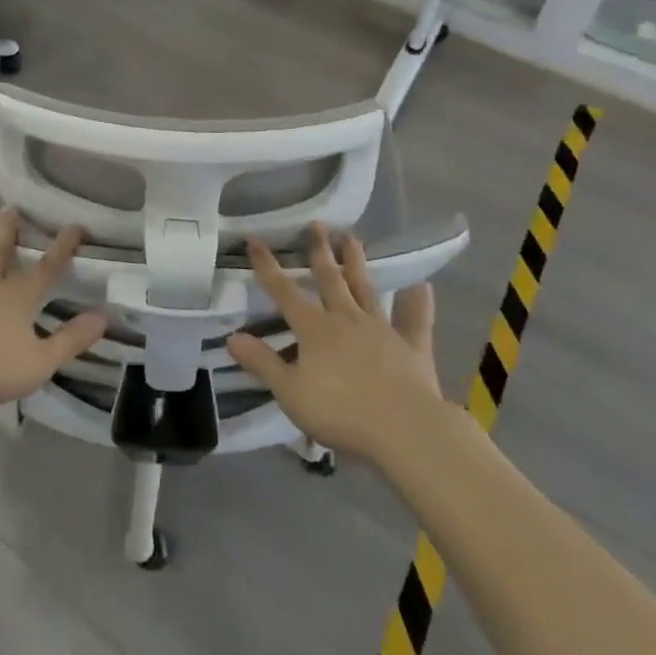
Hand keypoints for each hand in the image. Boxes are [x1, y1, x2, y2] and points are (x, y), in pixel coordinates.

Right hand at [227, 225, 444, 465]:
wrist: (405, 430)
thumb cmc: (341, 412)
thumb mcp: (291, 392)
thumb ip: (262, 362)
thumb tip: (232, 337)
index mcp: (314, 329)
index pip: (284, 291)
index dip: (267, 266)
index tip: (255, 239)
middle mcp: (346, 319)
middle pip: (329, 279)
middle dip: (319, 251)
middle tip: (316, 224)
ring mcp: (381, 329)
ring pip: (365, 288)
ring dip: (356, 262)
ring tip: (351, 237)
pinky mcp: (411, 347)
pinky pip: (414, 320)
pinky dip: (418, 303)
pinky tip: (423, 286)